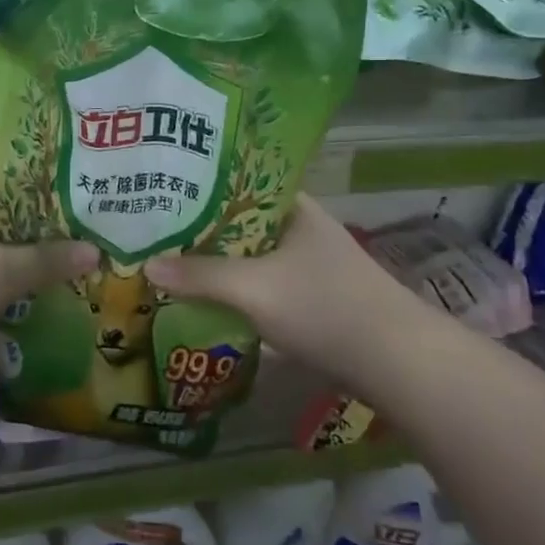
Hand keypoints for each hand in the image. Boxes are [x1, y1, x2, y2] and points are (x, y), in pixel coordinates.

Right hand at [142, 195, 425, 382]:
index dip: (199, 184)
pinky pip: (260, 281)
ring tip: (169, 259)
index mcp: (293, 208)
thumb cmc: (325, 307)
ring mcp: (308, 264)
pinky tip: (205, 295)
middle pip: (239, 220)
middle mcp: (300, 228)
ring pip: (249, 253)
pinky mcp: (310, 297)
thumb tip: (147, 265)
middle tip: (154, 229)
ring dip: (216, 259)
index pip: (238, 181)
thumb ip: (199, 276)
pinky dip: (234, 285)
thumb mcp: (254, 288)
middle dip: (200, 227)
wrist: (397, 363)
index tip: (162, 191)